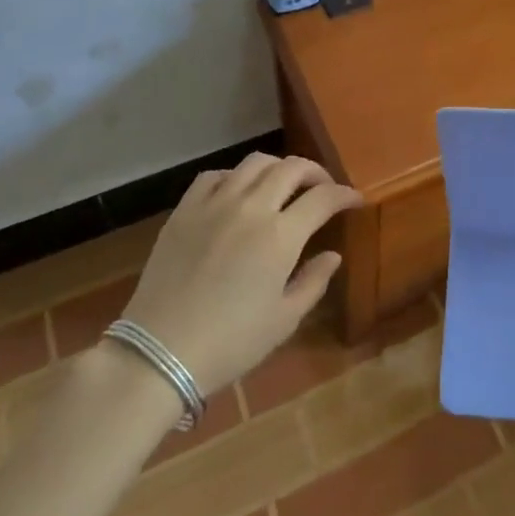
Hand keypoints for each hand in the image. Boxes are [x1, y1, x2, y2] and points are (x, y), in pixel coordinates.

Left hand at [117, 154, 362, 395]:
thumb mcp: (283, 321)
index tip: (355, 200)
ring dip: (278, 168)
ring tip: (283, 184)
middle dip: (315, 173)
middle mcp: (252, 207)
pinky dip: (234, 176)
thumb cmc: (230, 343)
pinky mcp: (185, 208)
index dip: (345, 194)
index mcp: (281, 236)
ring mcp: (215, 202)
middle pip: (292, 168)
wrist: (159, 352)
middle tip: (322, 188)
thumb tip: (332, 255)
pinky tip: (237, 192)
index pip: (323, 198)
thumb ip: (313, 282)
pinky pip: (215, 175)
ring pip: (255, 163)